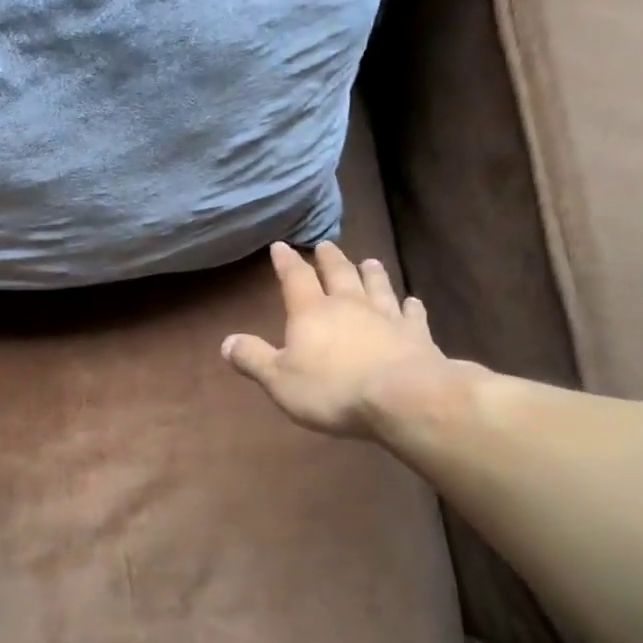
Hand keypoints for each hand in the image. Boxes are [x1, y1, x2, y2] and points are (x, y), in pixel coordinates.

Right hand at [222, 241, 454, 438]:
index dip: (286, 262)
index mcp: (311, 312)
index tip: (281, 246)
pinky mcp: (416, 334)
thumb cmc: (331, 389)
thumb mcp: (279, 380)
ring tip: (369, 261)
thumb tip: (226, 342)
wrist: (401, 397)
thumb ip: (253, 359)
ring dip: (371, 273)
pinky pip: (412, 314)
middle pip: (339, 274)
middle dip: (330, 259)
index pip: (295, 278)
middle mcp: (349, 305)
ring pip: (377, 286)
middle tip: (326, 245)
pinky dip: (410, 306)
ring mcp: (386, 317)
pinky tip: (412, 301)